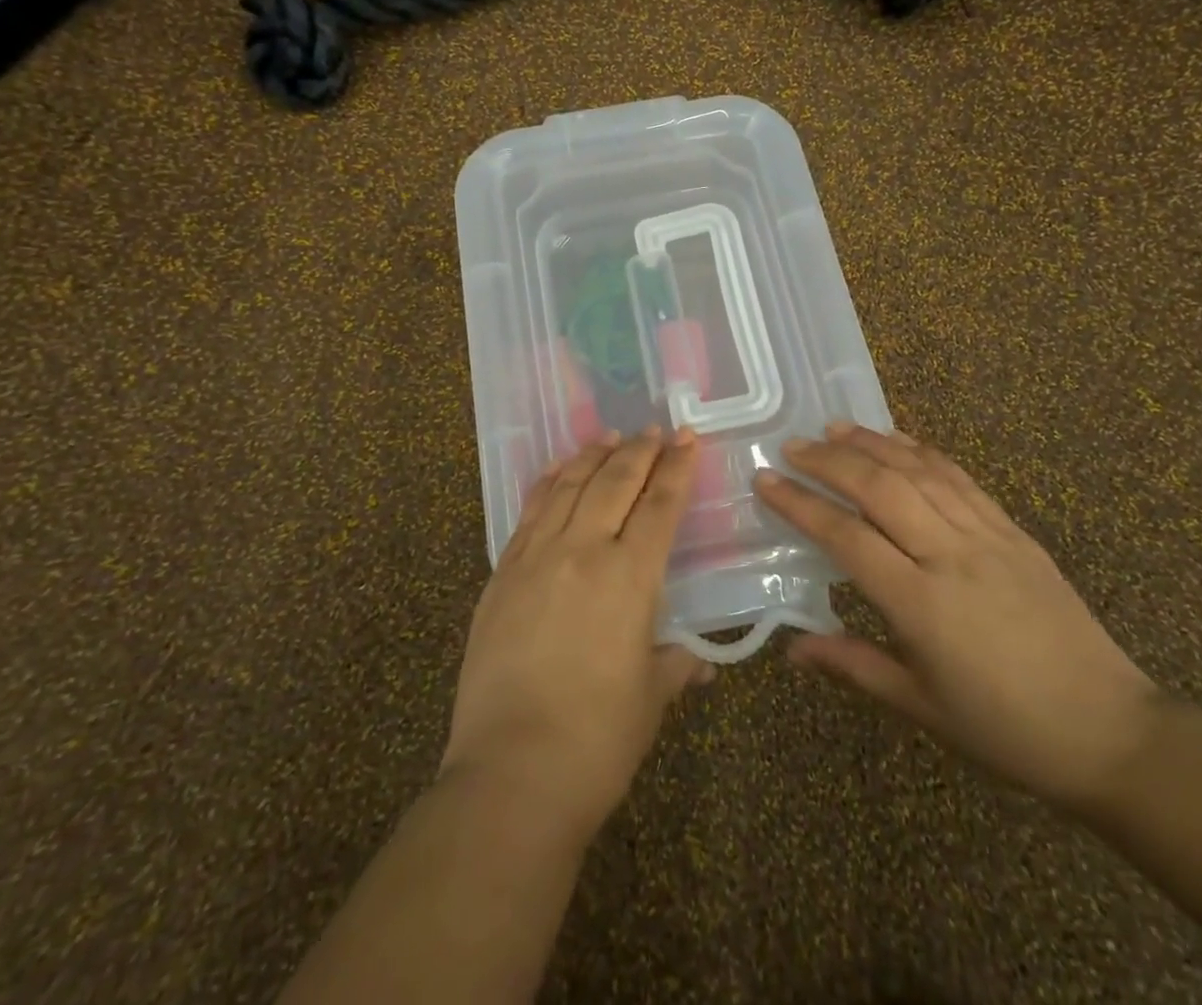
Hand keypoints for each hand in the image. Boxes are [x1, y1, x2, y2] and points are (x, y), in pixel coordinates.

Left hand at [440, 429, 711, 839]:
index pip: (659, 504)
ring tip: (609, 436)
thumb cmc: (598, 740)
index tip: (687, 438)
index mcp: (630, 576)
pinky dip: (548, 482)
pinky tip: (558, 471)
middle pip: (614, 481)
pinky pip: (529, 511)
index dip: (676, 467)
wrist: (511, 772)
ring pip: (568, 486)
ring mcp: (535, 557)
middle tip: (653, 430)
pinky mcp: (501, 573)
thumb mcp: (651, 697)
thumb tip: (700, 662)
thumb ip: (676, 664)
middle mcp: (583, 551)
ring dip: (592, 456)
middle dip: (638, 450)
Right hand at [756, 423, 1160, 809]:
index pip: (846, 537)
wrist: (1112, 733)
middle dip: (830, 461)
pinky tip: (900, 440)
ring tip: (834, 428)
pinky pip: (962, 479)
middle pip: (880, 488)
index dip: (801, 504)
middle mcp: (951, 557)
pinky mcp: (1015, 532)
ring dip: (873, 444)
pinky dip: (924, 452)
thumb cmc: (1006, 730)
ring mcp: (989, 537)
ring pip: (921, 472)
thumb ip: (852, 665)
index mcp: (922, 605)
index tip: (765, 480)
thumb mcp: (921, 707)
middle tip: (792, 446)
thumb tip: (791, 649)